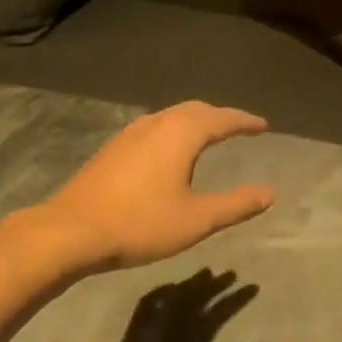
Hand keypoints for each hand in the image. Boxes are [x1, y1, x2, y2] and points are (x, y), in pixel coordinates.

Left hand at [37, 101, 274, 270]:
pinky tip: (169, 152)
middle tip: (239, 127)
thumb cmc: (141, 223)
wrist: (73, 231)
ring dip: (193, 122)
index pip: (221, 118)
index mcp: (180, 133)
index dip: (245, 122)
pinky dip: (172, 132)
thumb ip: (235, 205)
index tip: (263, 126)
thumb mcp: (197, 219)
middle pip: (194, 110)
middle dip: (219, 116)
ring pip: (170, 117)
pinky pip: (153, 129)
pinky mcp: (112, 149)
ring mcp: (129, 134)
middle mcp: (155, 123)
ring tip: (209, 135)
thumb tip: (269, 193)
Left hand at [97, 269, 262, 341]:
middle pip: (199, 296)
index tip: (253, 286)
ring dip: (193, 283)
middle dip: (217, 285)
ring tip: (207, 273)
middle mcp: (174, 322)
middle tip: (231, 274)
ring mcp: (154, 321)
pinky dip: (163, 291)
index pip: (220, 311)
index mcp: (194, 336)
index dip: (237, 298)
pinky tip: (170, 286)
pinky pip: (151, 300)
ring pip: (177, 294)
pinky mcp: (137, 325)